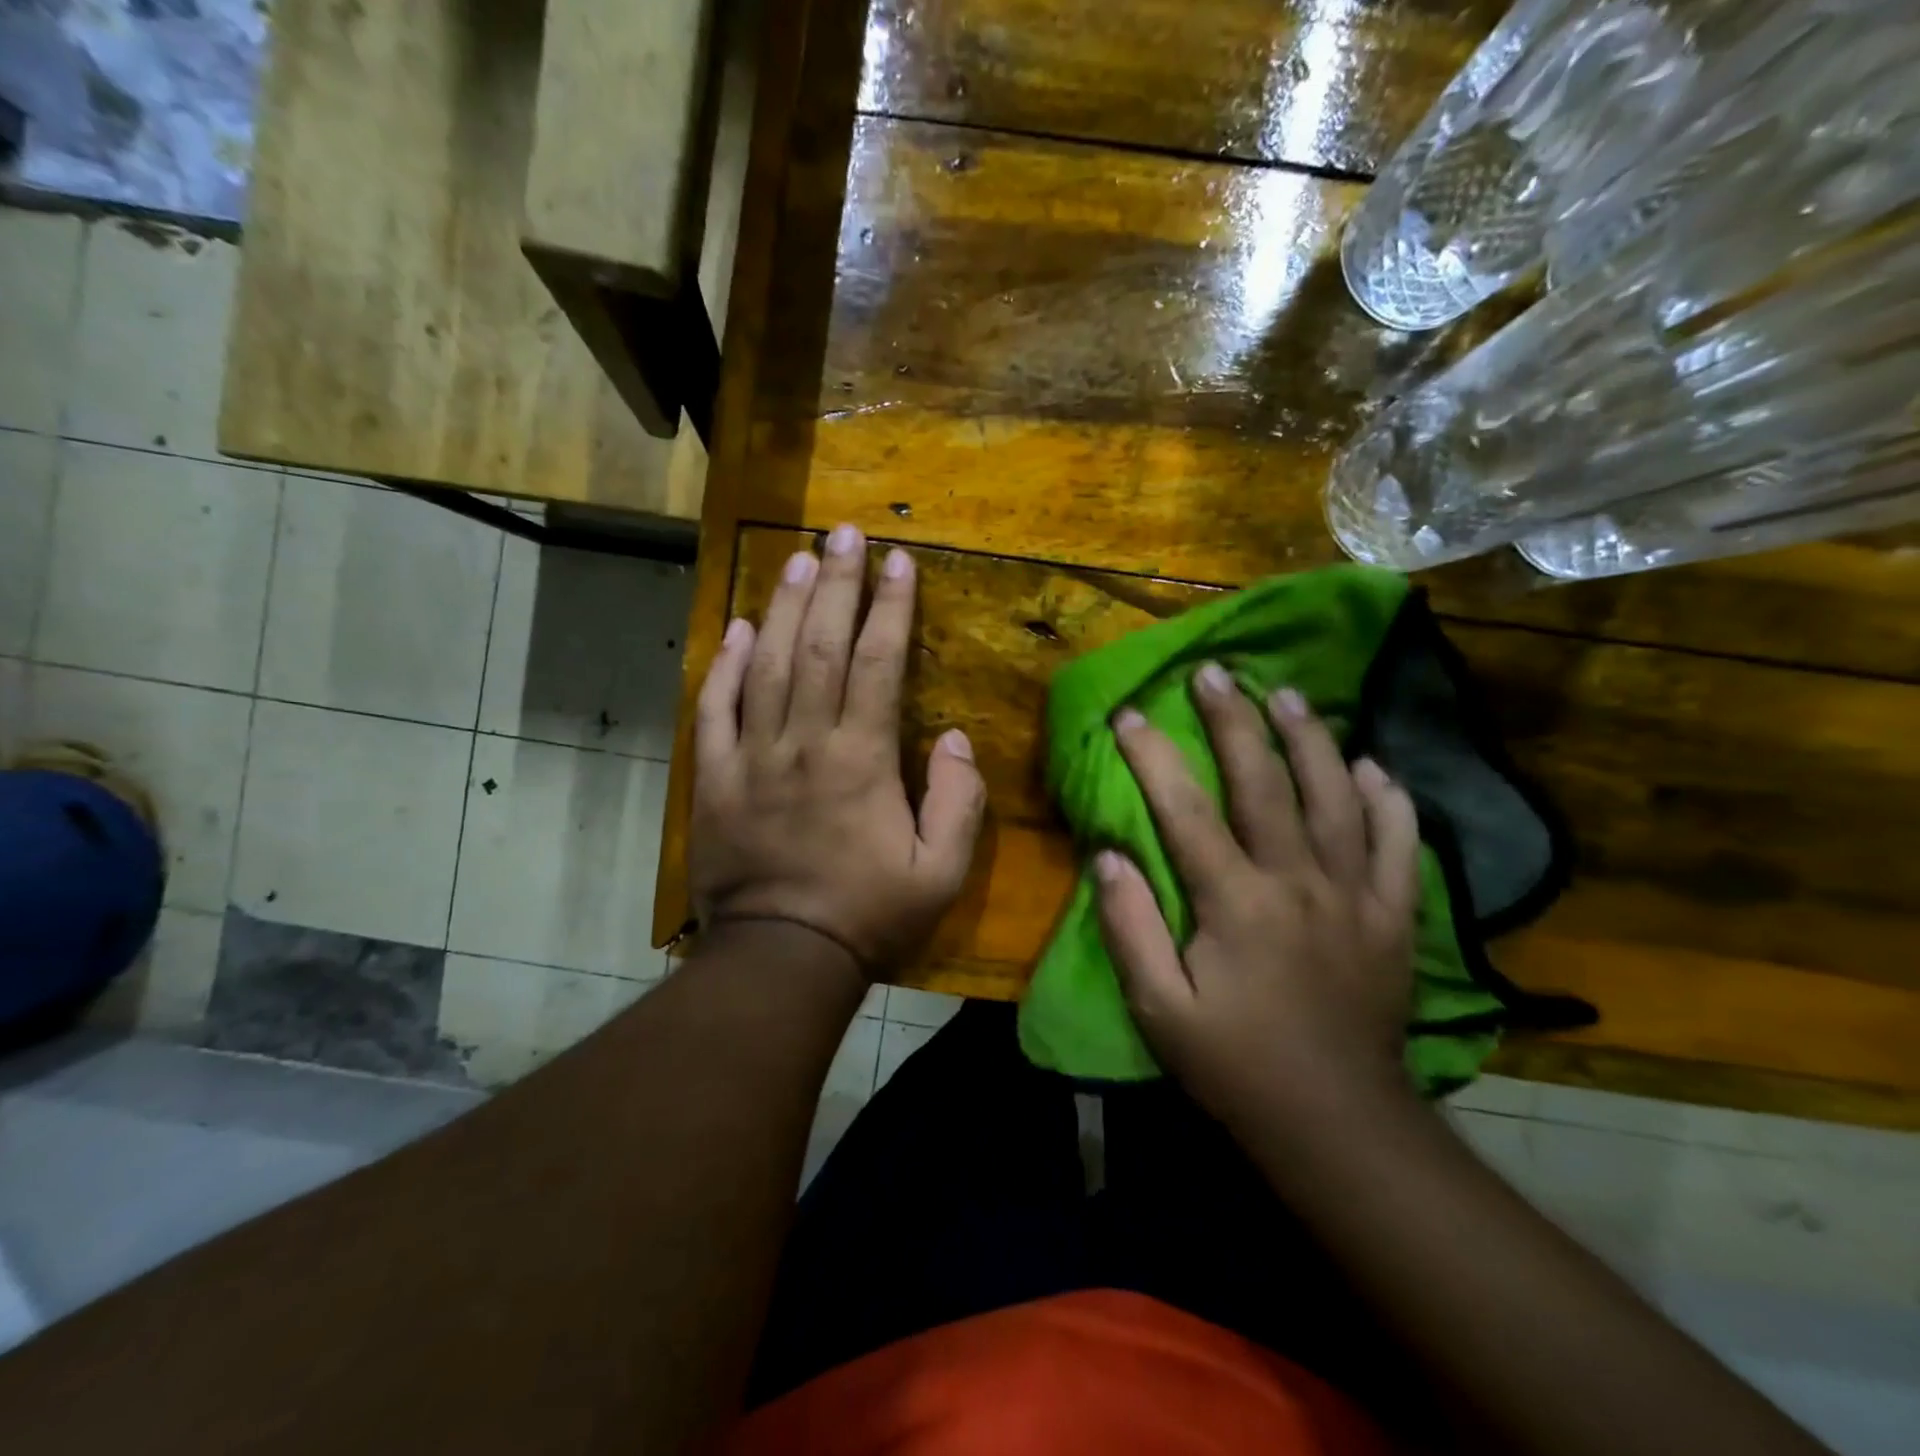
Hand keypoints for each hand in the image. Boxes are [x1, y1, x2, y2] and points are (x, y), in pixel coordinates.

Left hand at [690, 525, 986, 974]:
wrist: (782, 957)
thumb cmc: (868, 915)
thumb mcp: (941, 873)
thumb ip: (958, 802)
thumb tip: (953, 739)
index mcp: (860, 760)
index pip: (876, 663)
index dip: (889, 607)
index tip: (898, 561)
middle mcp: (805, 743)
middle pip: (818, 646)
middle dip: (835, 584)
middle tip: (844, 532)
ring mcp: (753, 757)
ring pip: (766, 665)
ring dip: (781, 606)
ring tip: (797, 558)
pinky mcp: (716, 779)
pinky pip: (715, 710)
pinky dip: (723, 665)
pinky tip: (735, 628)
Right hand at [1096, 662, 1421, 1128]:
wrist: (1338, 1123)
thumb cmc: (1235, 1064)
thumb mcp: (1159, 1009)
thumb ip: (1130, 928)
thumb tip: (1109, 856)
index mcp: (1237, 904)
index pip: (1186, 811)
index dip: (1154, 756)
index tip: (1130, 714)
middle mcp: (1300, 882)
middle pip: (1267, 782)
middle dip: (1235, 720)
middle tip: (1216, 671)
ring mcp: (1356, 894)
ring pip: (1337, 796)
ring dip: (1311, 738)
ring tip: (1288, 694)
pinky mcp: (1395, 915)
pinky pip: (1401, 843)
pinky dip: (1390, 798)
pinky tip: (1373, 766)